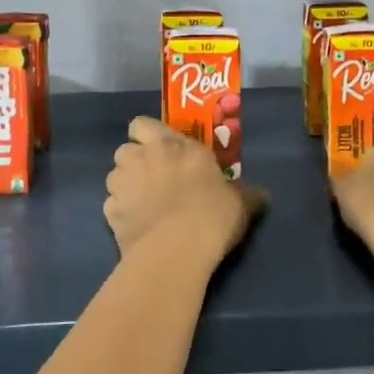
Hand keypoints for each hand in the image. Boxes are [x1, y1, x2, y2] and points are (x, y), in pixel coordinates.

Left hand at [106, 117, 263, 262]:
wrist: (176, 249)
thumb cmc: (211, 213)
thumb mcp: (240, 202)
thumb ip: (246, 194)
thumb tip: (263, 195)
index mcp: (172, 144)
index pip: (143, 124)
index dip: (147, 135)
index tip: (160, 150)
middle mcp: (142, 156)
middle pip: (125, 150)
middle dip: (135, 162)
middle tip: (153, 179)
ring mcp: (122, 184)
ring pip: (114, 177)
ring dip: (125, 186)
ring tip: (142, 205)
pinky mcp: (110, 213)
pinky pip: (111, 207)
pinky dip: (120, 214)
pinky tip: (136, 227)